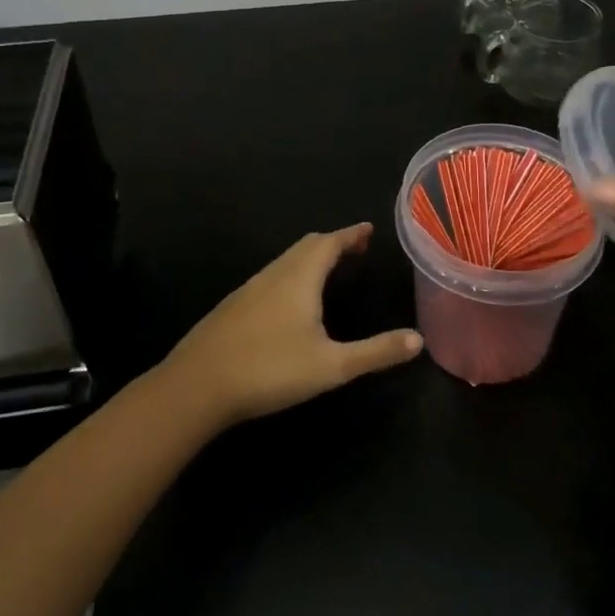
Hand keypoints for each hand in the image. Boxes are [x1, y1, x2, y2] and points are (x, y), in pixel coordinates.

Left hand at [161, 224, 423, 428]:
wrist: (197, 386)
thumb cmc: (270, 369)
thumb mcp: (331, 366)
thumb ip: (375, 352)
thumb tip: (418, 339)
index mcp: (300, 277)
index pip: (330, 243)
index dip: (351, 235)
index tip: (368, 229)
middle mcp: (275, 274)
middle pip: (307, 246)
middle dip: (334, 243)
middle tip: (355, 248)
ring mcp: (250, 288)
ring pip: (287, 260)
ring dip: (311, 257)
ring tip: (329, 269)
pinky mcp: (234, 306)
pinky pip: (272, 276)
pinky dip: (293, 273)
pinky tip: (292, 300)